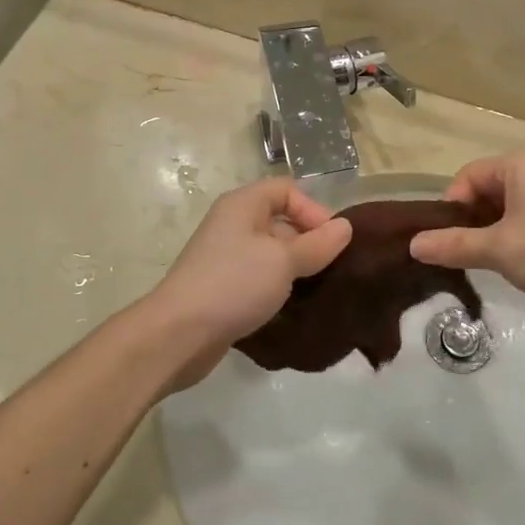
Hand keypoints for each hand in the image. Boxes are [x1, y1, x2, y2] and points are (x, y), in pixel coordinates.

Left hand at [142, 179, 351, 387]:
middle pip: (280, 220)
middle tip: (333, 268)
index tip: (332, 241)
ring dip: (296, 268)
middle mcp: (233, 224)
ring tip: (320, 288)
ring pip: (271, 253)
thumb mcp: (283, 261)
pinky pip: (259, 278)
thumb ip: (317, 244)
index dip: (313, 209)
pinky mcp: (224, 288)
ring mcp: (226, 257)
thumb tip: (346, 227)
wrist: (178, 334)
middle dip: (309, 241)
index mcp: (243, 205)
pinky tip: (295, 306)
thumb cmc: (233, 284)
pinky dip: (278, 287)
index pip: (287, 190)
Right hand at [409, 148, 524, 323]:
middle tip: (463, 255)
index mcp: (521, 163)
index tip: (447, 242)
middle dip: (471, 222)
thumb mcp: (498, 250)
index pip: (468, 177)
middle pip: (487, 190)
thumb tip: (413, 245)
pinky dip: (515, 237)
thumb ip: (453, 245)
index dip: (451, 208)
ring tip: (488, 263)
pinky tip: (516, 264)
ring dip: (492, 233)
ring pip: (508, 208)